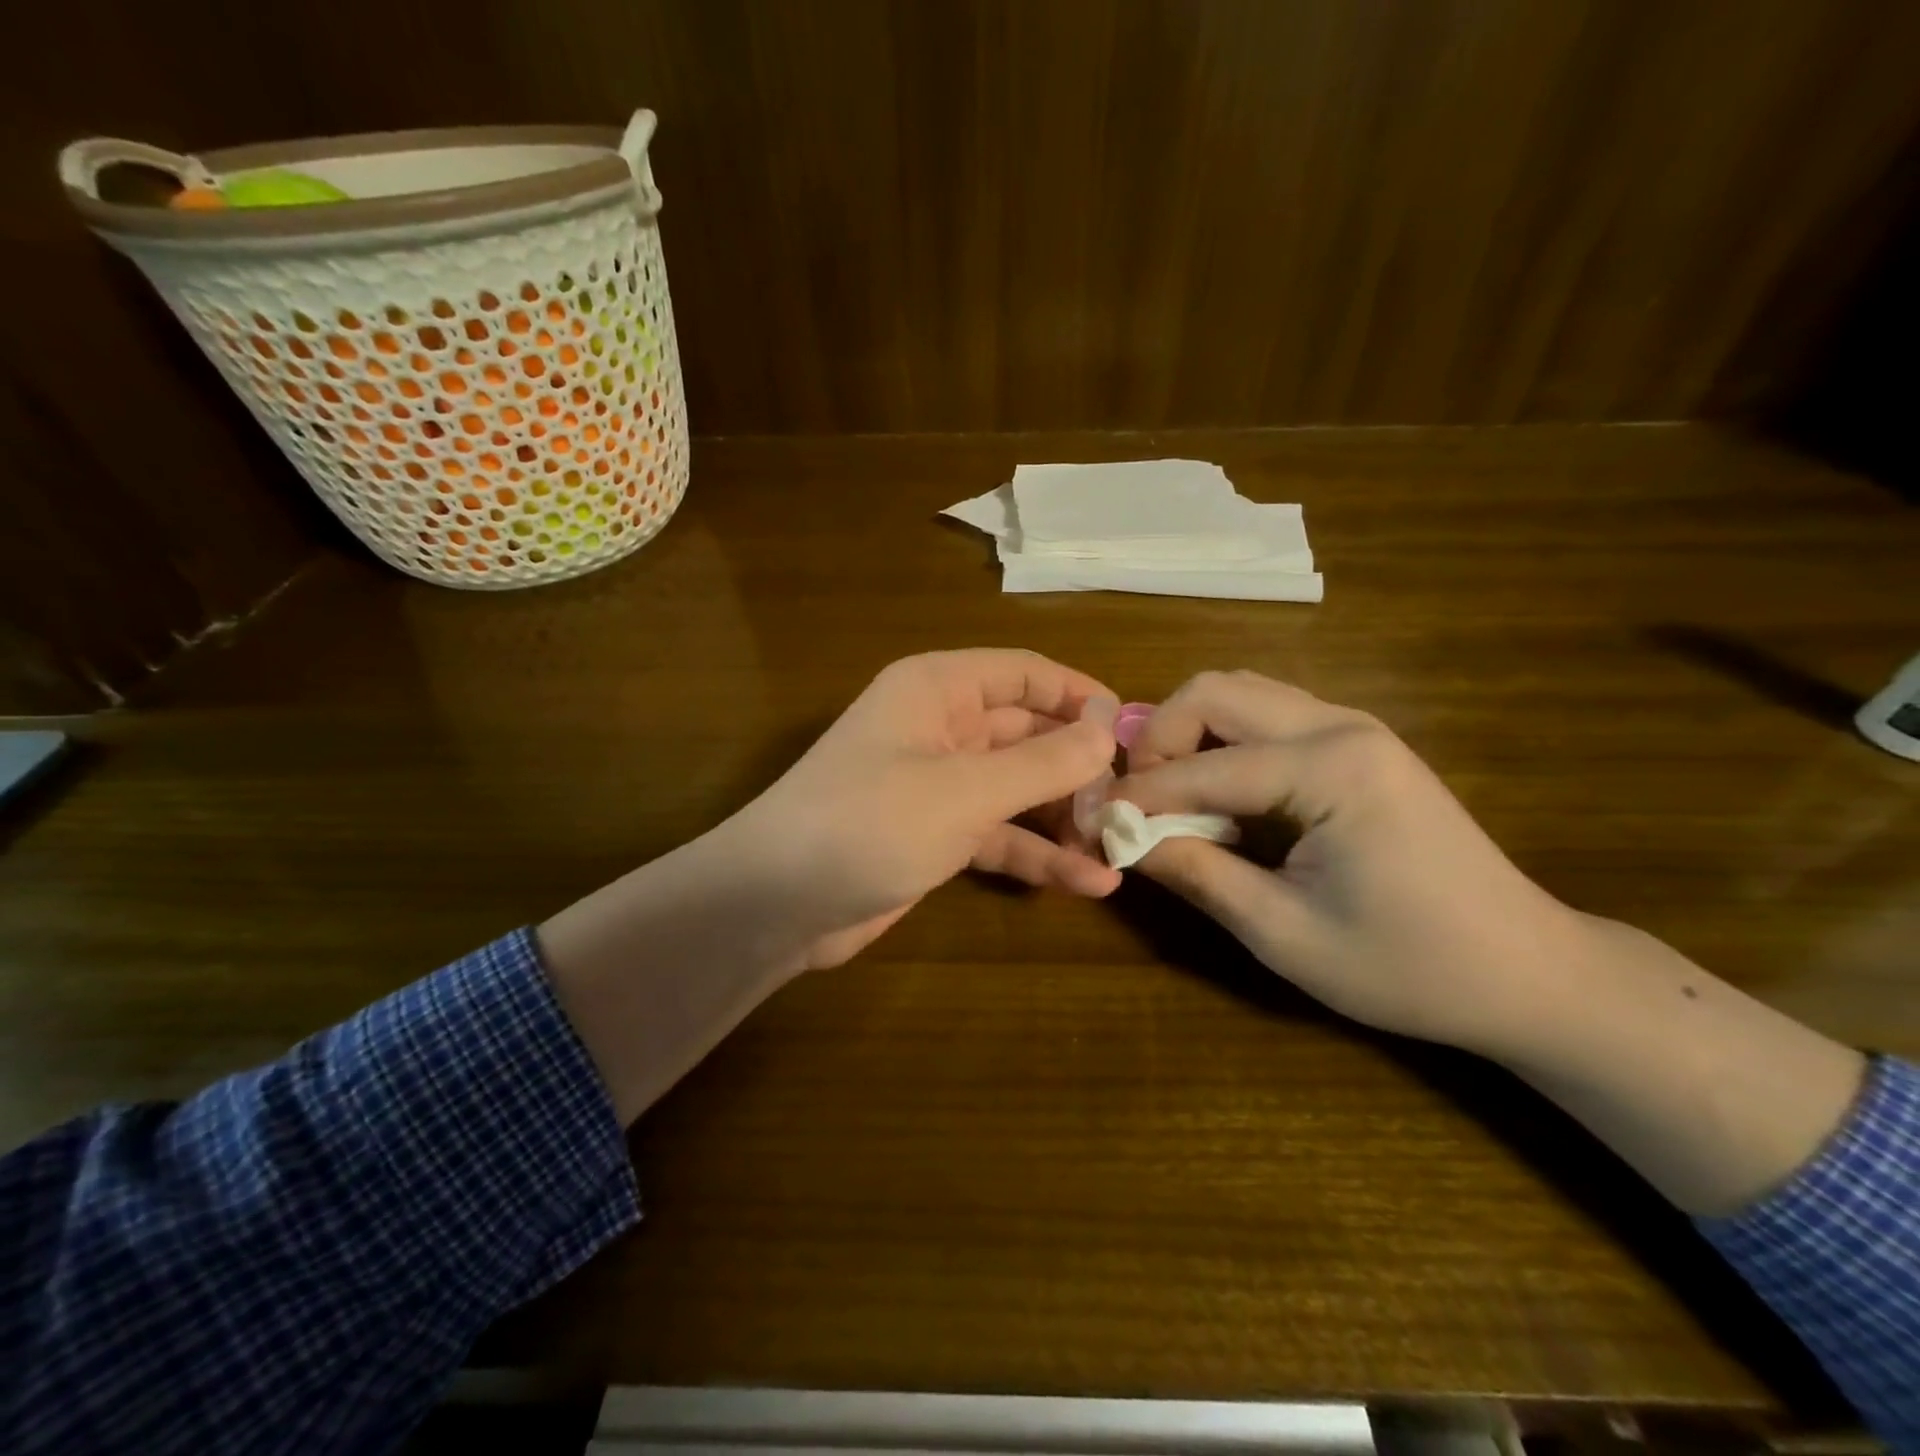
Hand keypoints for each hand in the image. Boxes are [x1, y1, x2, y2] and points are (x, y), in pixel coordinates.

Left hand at [540, 650, 1119, 1120]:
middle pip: (1028, 733)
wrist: (778, 904)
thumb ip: (1042, 761)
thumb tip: (1107, 729)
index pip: (1025, 674)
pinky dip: (1038, 855)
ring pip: (1018, 789)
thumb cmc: (870, 822)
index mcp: (938, 689)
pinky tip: (1089, 885)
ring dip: (1066, 818)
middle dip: (1078, 767)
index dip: (1079, 696)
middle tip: (1132, 803)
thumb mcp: (965, 790)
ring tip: (1122, 848)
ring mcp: (939, 785)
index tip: (1130, 733)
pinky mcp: (936, 836)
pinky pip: (1000, 835)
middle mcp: (940, 728)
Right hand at [1115, 670, 1585, 1057]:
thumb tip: (1121, 836)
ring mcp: (1355, 727)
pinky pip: (1268, 716)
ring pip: (1240, 693)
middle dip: (1159, 737)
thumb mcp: (1284, 933)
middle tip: (1141, 800)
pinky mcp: (1360, 743)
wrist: (1529, 971)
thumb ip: (1196, 874)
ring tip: (1172, 797)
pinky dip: (1224, 742)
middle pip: (1216, 690)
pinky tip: (1221, 795)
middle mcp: (1341, 725)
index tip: (1095, 823)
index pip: (1203, 767)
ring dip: (1190, 734)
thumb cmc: (1408, 965)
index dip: (1139, 795)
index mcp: (1331, 769)